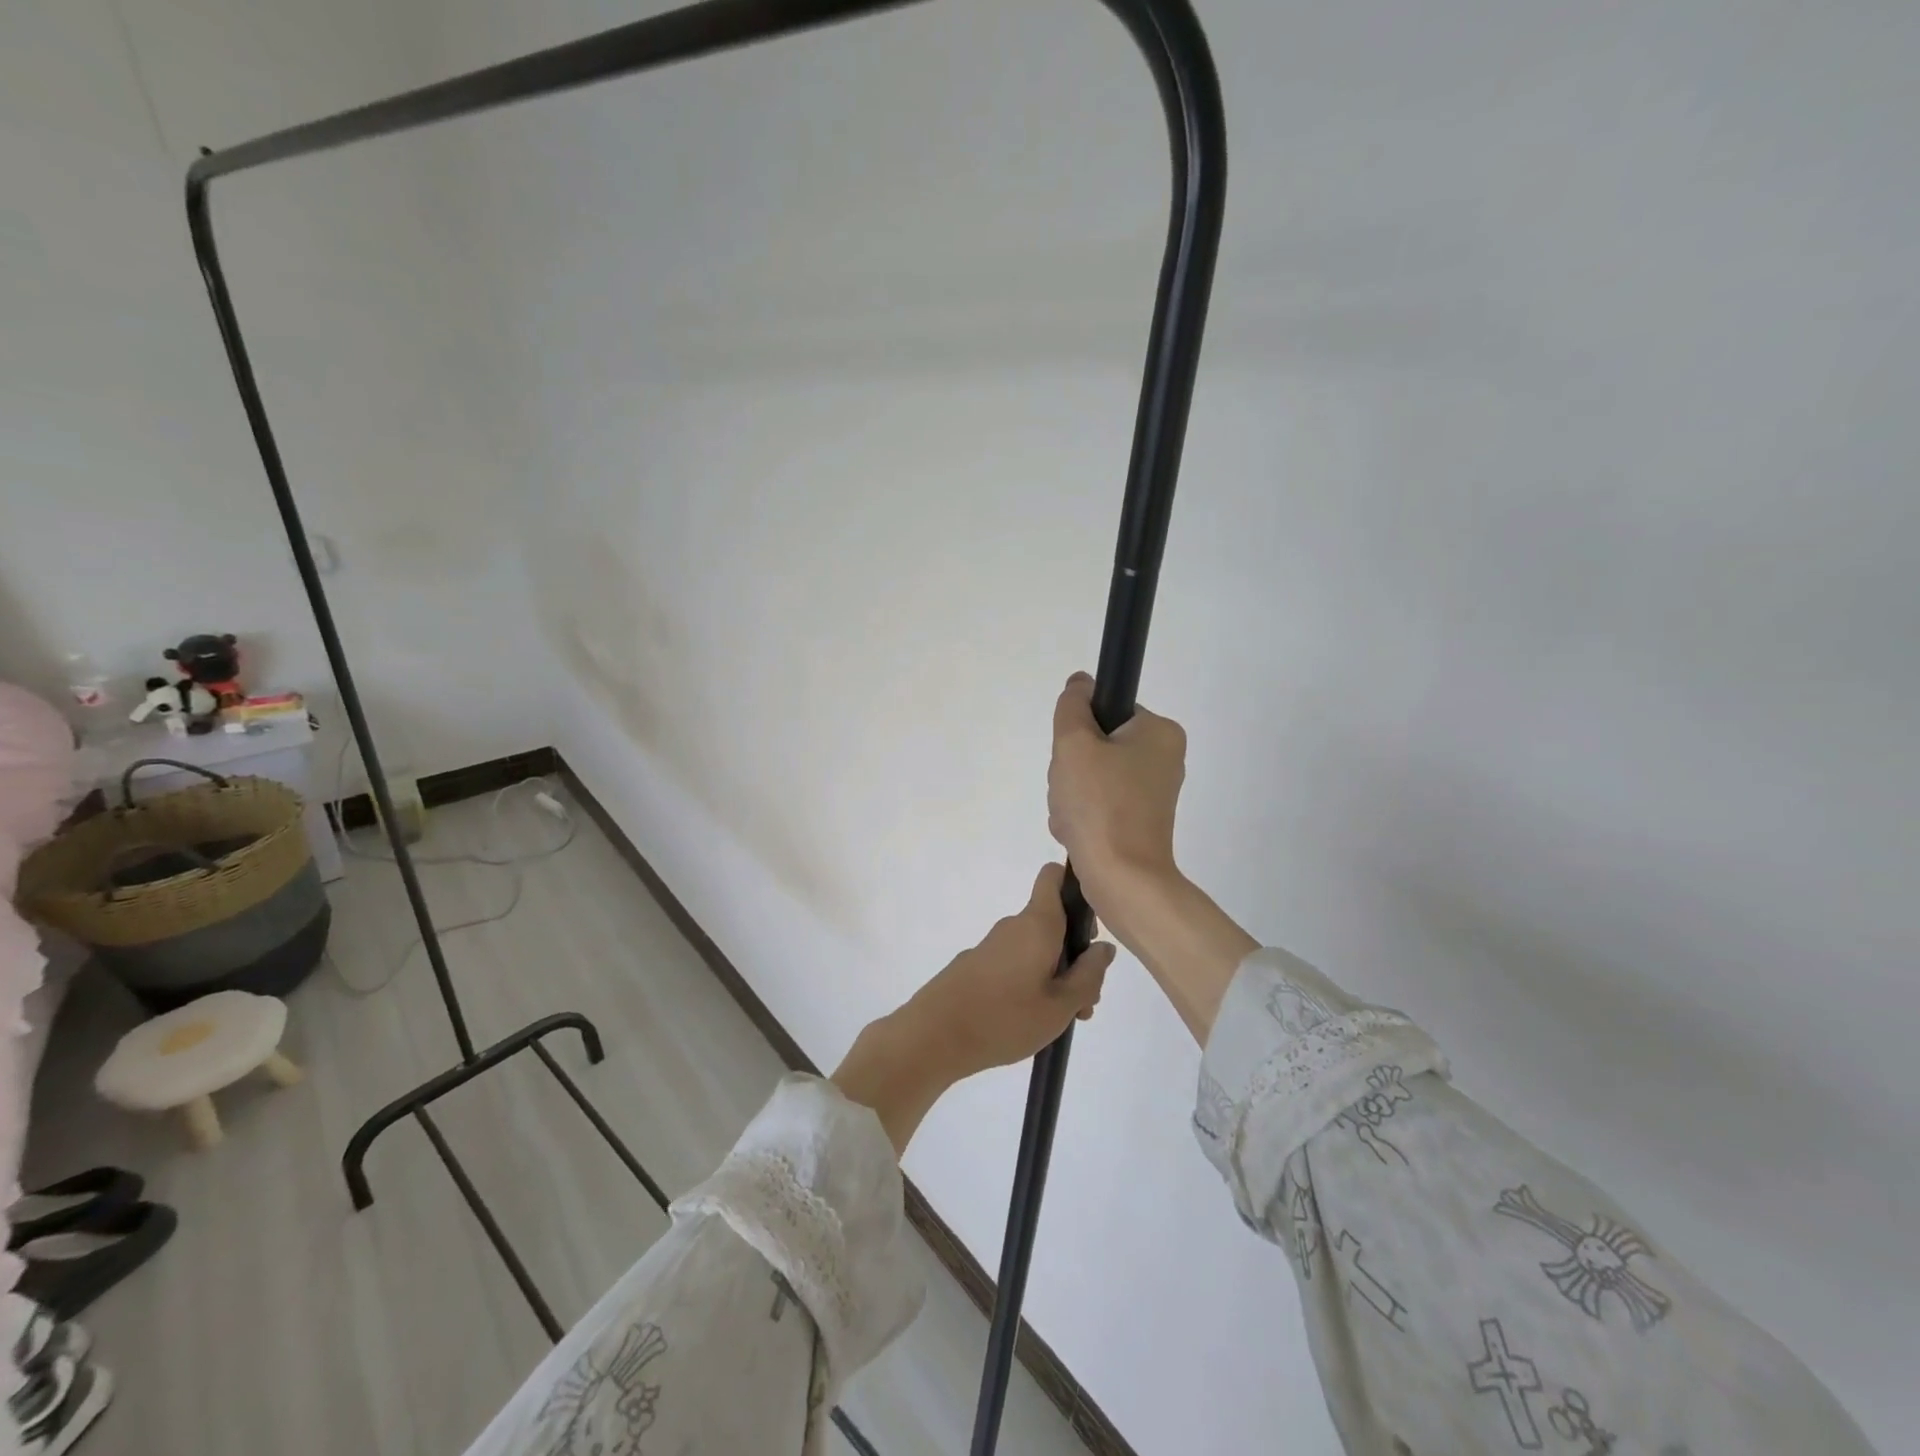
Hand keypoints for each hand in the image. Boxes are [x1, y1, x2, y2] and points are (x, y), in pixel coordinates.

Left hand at [831, 864, 1113, 1151]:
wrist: (934, 1035)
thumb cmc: (1005, 1018)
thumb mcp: (1060, 1006)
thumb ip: (1088, 975)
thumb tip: (1104, 948)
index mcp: (1037, 924)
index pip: (1053, 877)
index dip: (1075, 887)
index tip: (1090, 926)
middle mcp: (1014, 925)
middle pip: (1053, 922)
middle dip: (1074, 953)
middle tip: (1084, 999)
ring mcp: (992, 944)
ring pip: (1036, 947)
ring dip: (1054, 974)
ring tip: (1061, 1019)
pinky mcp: (977, 964)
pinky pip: (1015, 961)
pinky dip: (1029, 981)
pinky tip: (1030, 1019)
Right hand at [1048, 671, 1187, 914]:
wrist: (1122, 879)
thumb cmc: (1101, 805)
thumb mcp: (1075, 744)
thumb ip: (1072, 707)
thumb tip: (1080, 683)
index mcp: (1159, 732)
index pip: (1106, 712)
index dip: (1079, 732)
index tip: (1072, 758)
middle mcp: (1163, 758)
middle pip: (1097, 746)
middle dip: (1071, 770)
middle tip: (1070, 791)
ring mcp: (1152, 793)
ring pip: (1091, 777)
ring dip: (1070, 795)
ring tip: (1072, 816)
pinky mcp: (1139, 821)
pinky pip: (1098, 804)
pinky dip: (1081, 816)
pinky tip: (1077, 832)